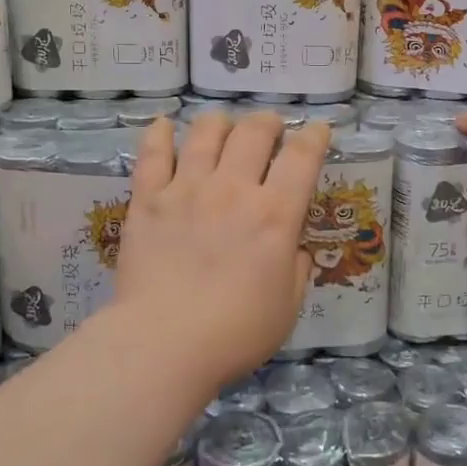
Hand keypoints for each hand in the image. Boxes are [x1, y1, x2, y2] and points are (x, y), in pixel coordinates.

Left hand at [112, 112, 331, 385]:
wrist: (164, 343)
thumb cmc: (235, 333)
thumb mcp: (287, 308)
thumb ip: (296, 270)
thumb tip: (295, 248)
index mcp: (274, 215)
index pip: (302, 158)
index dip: (314, 136)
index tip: (318, 128)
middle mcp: (233, 190)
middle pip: (254, 133)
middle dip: (268, 122)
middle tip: (270, 127)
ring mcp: (187, 189)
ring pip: (206, 133)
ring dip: (221, 122)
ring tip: (224, 125)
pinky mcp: (148, 199)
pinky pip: (153, 154)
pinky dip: (159, 134)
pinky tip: (164, 124)